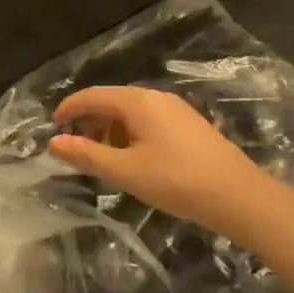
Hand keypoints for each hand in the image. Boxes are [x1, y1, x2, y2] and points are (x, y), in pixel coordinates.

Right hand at [48, 86, 293, 239]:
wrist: (240, 197)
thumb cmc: (177, 181)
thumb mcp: (125, 171)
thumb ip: (88, 155)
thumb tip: (54, 142)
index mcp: (138, 101)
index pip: (92, 95)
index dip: (69, 109)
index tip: (53, 127)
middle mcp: (156, 98)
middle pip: (112, 101)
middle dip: (90, 122)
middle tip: (77, 149)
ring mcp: (176, 111)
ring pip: (131, 113)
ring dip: (110, 131)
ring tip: (104, 160)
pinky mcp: (189, 126)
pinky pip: (149, 122)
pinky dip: (130, 135)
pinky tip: (134, 162)